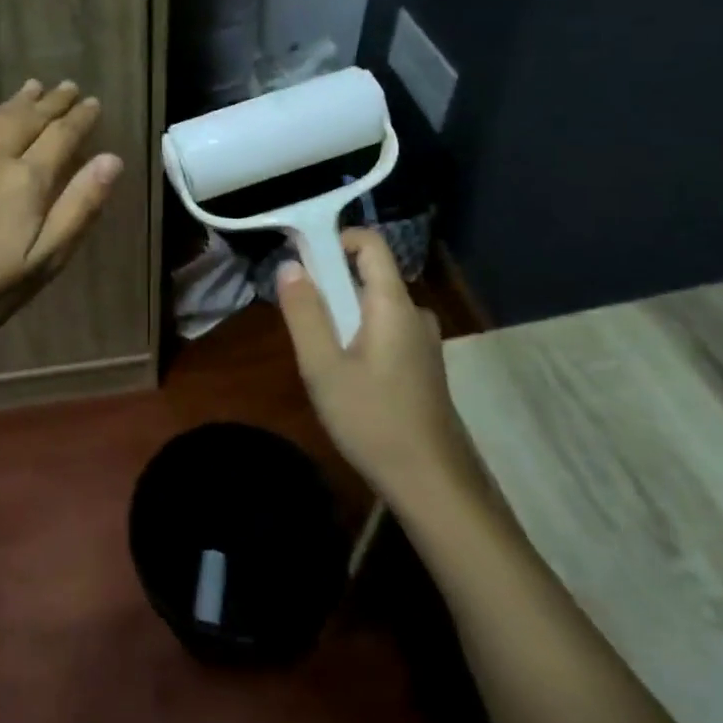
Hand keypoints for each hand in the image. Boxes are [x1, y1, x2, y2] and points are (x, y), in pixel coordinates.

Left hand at [0, 80, 122, 347]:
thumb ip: (79, 207)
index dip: (80, 118)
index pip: (61, 136)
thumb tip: (111, 159)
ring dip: (17, 102)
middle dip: (52, 102)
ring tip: (33, 87)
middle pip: (27, 119)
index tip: (94, 102)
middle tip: (69, 86)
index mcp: (25, 180)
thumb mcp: (45, 260)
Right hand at [275, 228, 475, 501]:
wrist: (433, 484)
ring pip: (375, 308)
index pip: (370, 243)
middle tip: (303, 325)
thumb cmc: (373, 421)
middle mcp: (414, 313)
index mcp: (393, 304)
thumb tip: (289, 266)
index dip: (335, 239)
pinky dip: (361, 338)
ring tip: (321, 361)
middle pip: (369, 276)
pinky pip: (386, 331)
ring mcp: (424, 341)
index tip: (302, 260)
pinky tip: (348, 382)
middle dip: (331, 288)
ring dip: (344, 318)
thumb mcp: (323, 368)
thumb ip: (305, 313)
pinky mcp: (424, 366)